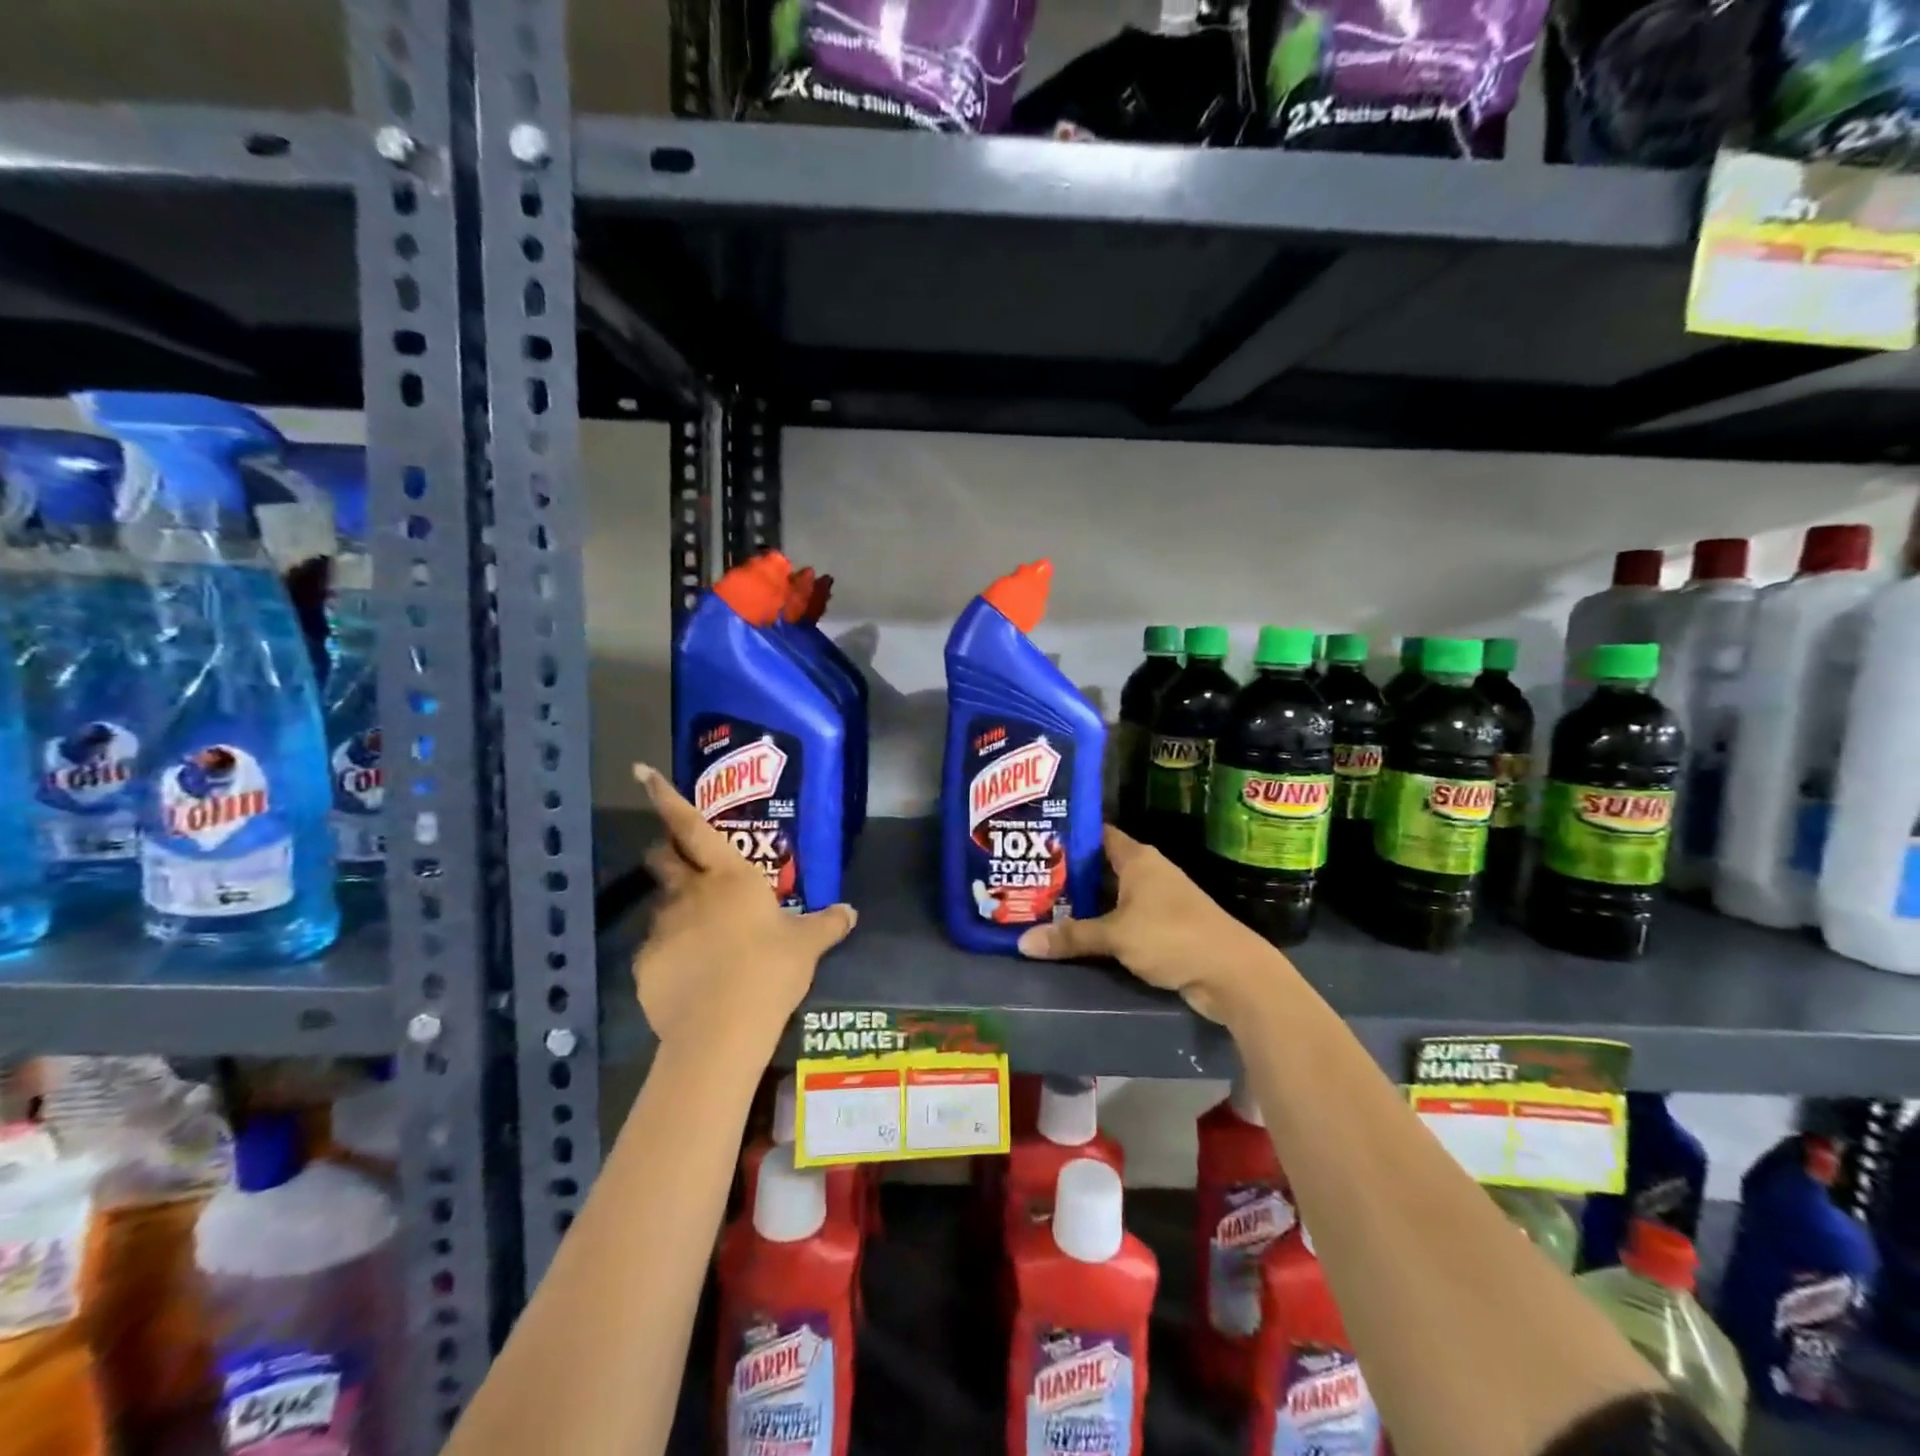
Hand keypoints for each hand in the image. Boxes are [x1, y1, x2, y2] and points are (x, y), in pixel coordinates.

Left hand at [631, 763, 855, 1049]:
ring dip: (676, 909)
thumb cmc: (770, 969)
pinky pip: (656, 950)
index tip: (642, 772)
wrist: (721, 1030)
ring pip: (661, 905)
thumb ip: (828, 923)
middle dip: (665, 850)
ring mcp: (662, 928)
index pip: (691, 825)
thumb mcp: (807, 945)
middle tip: (680, 859)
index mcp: (729, 875)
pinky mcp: (645, 964)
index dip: (666, 797)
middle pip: (662, 857)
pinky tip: (690, 977)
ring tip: (700, 936)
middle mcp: (690, 892)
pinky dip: (670, 954)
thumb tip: (850, 911)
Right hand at [1015, 825, 1275, 1022]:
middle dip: (1067, 874)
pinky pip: (1122, 920)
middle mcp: (1147, 873)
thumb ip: (1072, 937)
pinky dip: (1101, 925)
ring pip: (1110, 896)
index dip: (1069, 835)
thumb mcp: (1116, 936)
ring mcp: (1157, 901)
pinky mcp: (1162, 928)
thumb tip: (1023, 943)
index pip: (1098, 834)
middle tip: (1028, 879)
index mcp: (1138, 859)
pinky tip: (1074, 935)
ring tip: (1040, 906)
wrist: (1232, 974)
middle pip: (1100, 867)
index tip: (1037, 841)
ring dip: (1083, 904)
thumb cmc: (1172, 937)